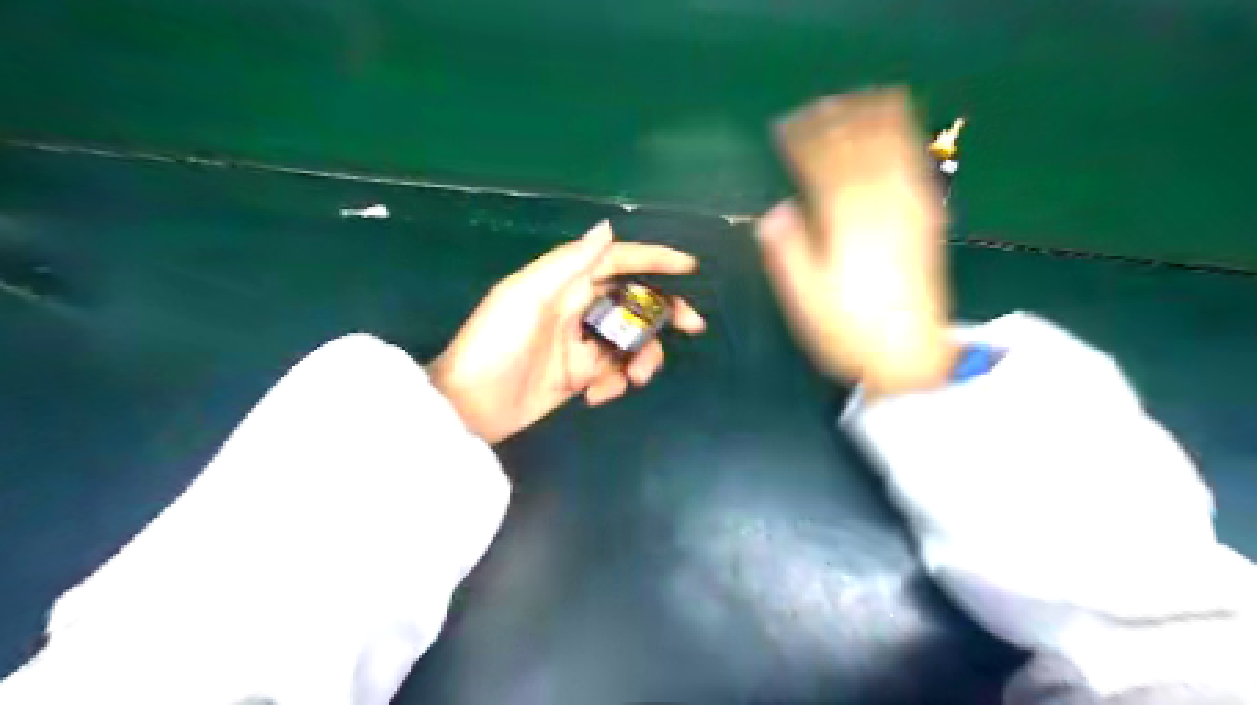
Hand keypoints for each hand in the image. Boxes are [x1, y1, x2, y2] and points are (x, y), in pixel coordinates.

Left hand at [430, 220, 706, 443]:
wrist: (469, 407)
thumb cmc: (494, 345)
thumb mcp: (527, 297)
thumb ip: (569, 264)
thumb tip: (607, 228)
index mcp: (564, 283)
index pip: (616, 261)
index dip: (653, 259)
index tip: (689, 267)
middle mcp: (577, 307)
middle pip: (633, 301)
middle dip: (664, 311)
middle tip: (694, 326)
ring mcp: (580, 343)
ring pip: (630, 340)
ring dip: (642, 356)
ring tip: (634, 378)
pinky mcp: (579, 375)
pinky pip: (613, 372)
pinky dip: (614, 383)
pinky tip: (594, 396)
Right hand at [754, 89, 952, 396]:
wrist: (908, 356)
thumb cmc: (847, 331)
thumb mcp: (805, 298)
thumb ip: (789, 251)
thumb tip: (776, 212)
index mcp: (844, 226)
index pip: (820, 170)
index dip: (803, 144)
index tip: (786, 127)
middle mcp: (879, 209)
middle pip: (856, 152)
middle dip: (835, 125)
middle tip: (817, 106)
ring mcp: (908, 213)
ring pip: (890, 153)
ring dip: (871, 123)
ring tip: (857, 100)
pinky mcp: (927, 223)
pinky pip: (916, 169)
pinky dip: (906, 141)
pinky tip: (900, 132)